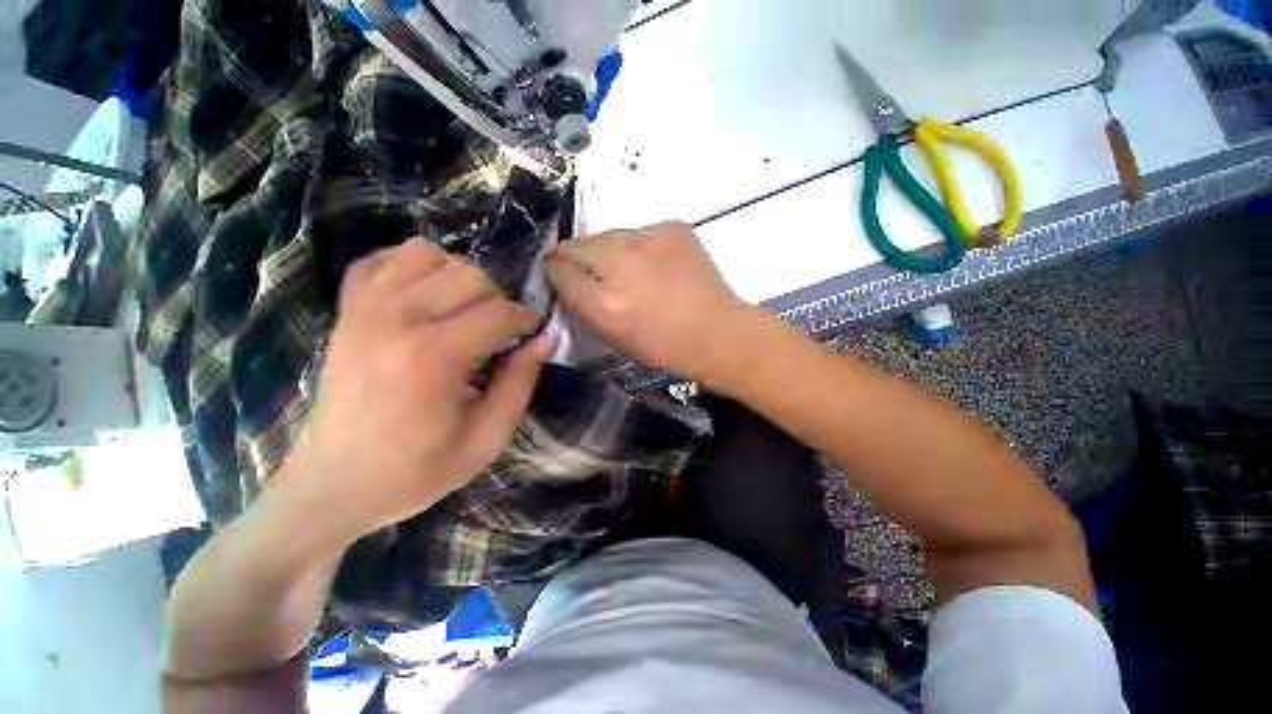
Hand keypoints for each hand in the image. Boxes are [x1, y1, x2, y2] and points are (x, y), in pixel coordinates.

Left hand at [280, 240, 554, 544]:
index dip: (526, 319)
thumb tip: (546, 339)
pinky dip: (409, 267)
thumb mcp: (486, 439)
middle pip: (468, 275)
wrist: (334, 485)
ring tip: (464, 310)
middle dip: (497, 299)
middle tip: (500, 330)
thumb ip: (520, 383)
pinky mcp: (346, 312)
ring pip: (426, 254)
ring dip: (457, 276)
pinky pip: (379, 261)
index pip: (498, 312)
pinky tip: (425, 295)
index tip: (532, 334)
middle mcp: (395, 320)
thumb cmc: (416, 470)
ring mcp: (363, 310)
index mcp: (432, 357)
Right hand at [545, 222, 769, 384]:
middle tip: (589, 272)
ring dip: (606, 250)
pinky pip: (638, 232)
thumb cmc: (664, 346)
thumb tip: (565, 277)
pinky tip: (653, 264)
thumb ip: (582, 305)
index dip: (555, 272)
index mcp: (605, 302)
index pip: (559, 270)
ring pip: (607, 235)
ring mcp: (649, 239)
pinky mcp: (672, 227)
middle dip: (574, 257)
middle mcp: (622, 264)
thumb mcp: (613, 336)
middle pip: (577, 245)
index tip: (558, 276)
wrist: (718, 331)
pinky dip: (637, 246)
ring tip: (625, 269)